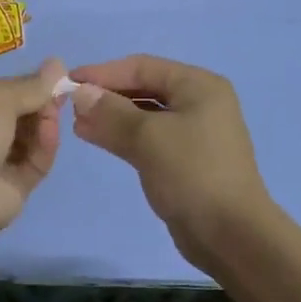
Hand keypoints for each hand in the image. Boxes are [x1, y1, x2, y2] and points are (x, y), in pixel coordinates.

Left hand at [0, 58, 69, 244]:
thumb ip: (31, 85)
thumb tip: (58, 64)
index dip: (24, 85)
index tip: (52, 78)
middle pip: (14, 116)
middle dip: (38, 104)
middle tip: (60, 94)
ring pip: (26, 140)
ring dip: (43, 124)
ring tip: (54, 114)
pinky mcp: (10, 188)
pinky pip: (33, 163)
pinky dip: (44, 148)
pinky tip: (50, 135)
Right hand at [68, 55, 273, 269]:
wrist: (231, 234)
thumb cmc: (192, 174)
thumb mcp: (148, 137)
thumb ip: (110, 112)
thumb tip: (79, 93)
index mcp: (199, 86)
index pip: (142, 67)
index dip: (104, 72)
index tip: (69, 82)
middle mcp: (199, 103)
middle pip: (144, 88)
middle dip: (107, 95)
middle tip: (71, 106)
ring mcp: (194, 133)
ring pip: (144, 115)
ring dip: (111, 117)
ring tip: (78, 124)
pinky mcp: (185, 160)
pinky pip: (148, 138)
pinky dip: (123, 136)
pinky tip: (97, 139)